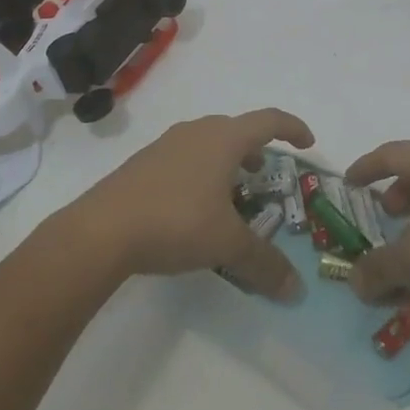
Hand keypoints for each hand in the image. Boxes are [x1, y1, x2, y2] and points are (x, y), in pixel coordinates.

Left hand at [77, 108, 313, 300]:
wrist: (101, 230)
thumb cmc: (175, 222)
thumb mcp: (226, 244)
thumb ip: (264, 262)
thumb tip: (296, 289)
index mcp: (224, 138)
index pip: (268, 120)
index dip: (292, 128)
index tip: (308, 143)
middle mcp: (197, 132)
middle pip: (237, 130)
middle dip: (257, 150)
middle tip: (266, 176)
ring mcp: (167, 144)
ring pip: (208, 143)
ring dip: (228, 161)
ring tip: (232, 193)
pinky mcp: (144, 162)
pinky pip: (185, 157)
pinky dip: (202, 171)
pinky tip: (194, 206)